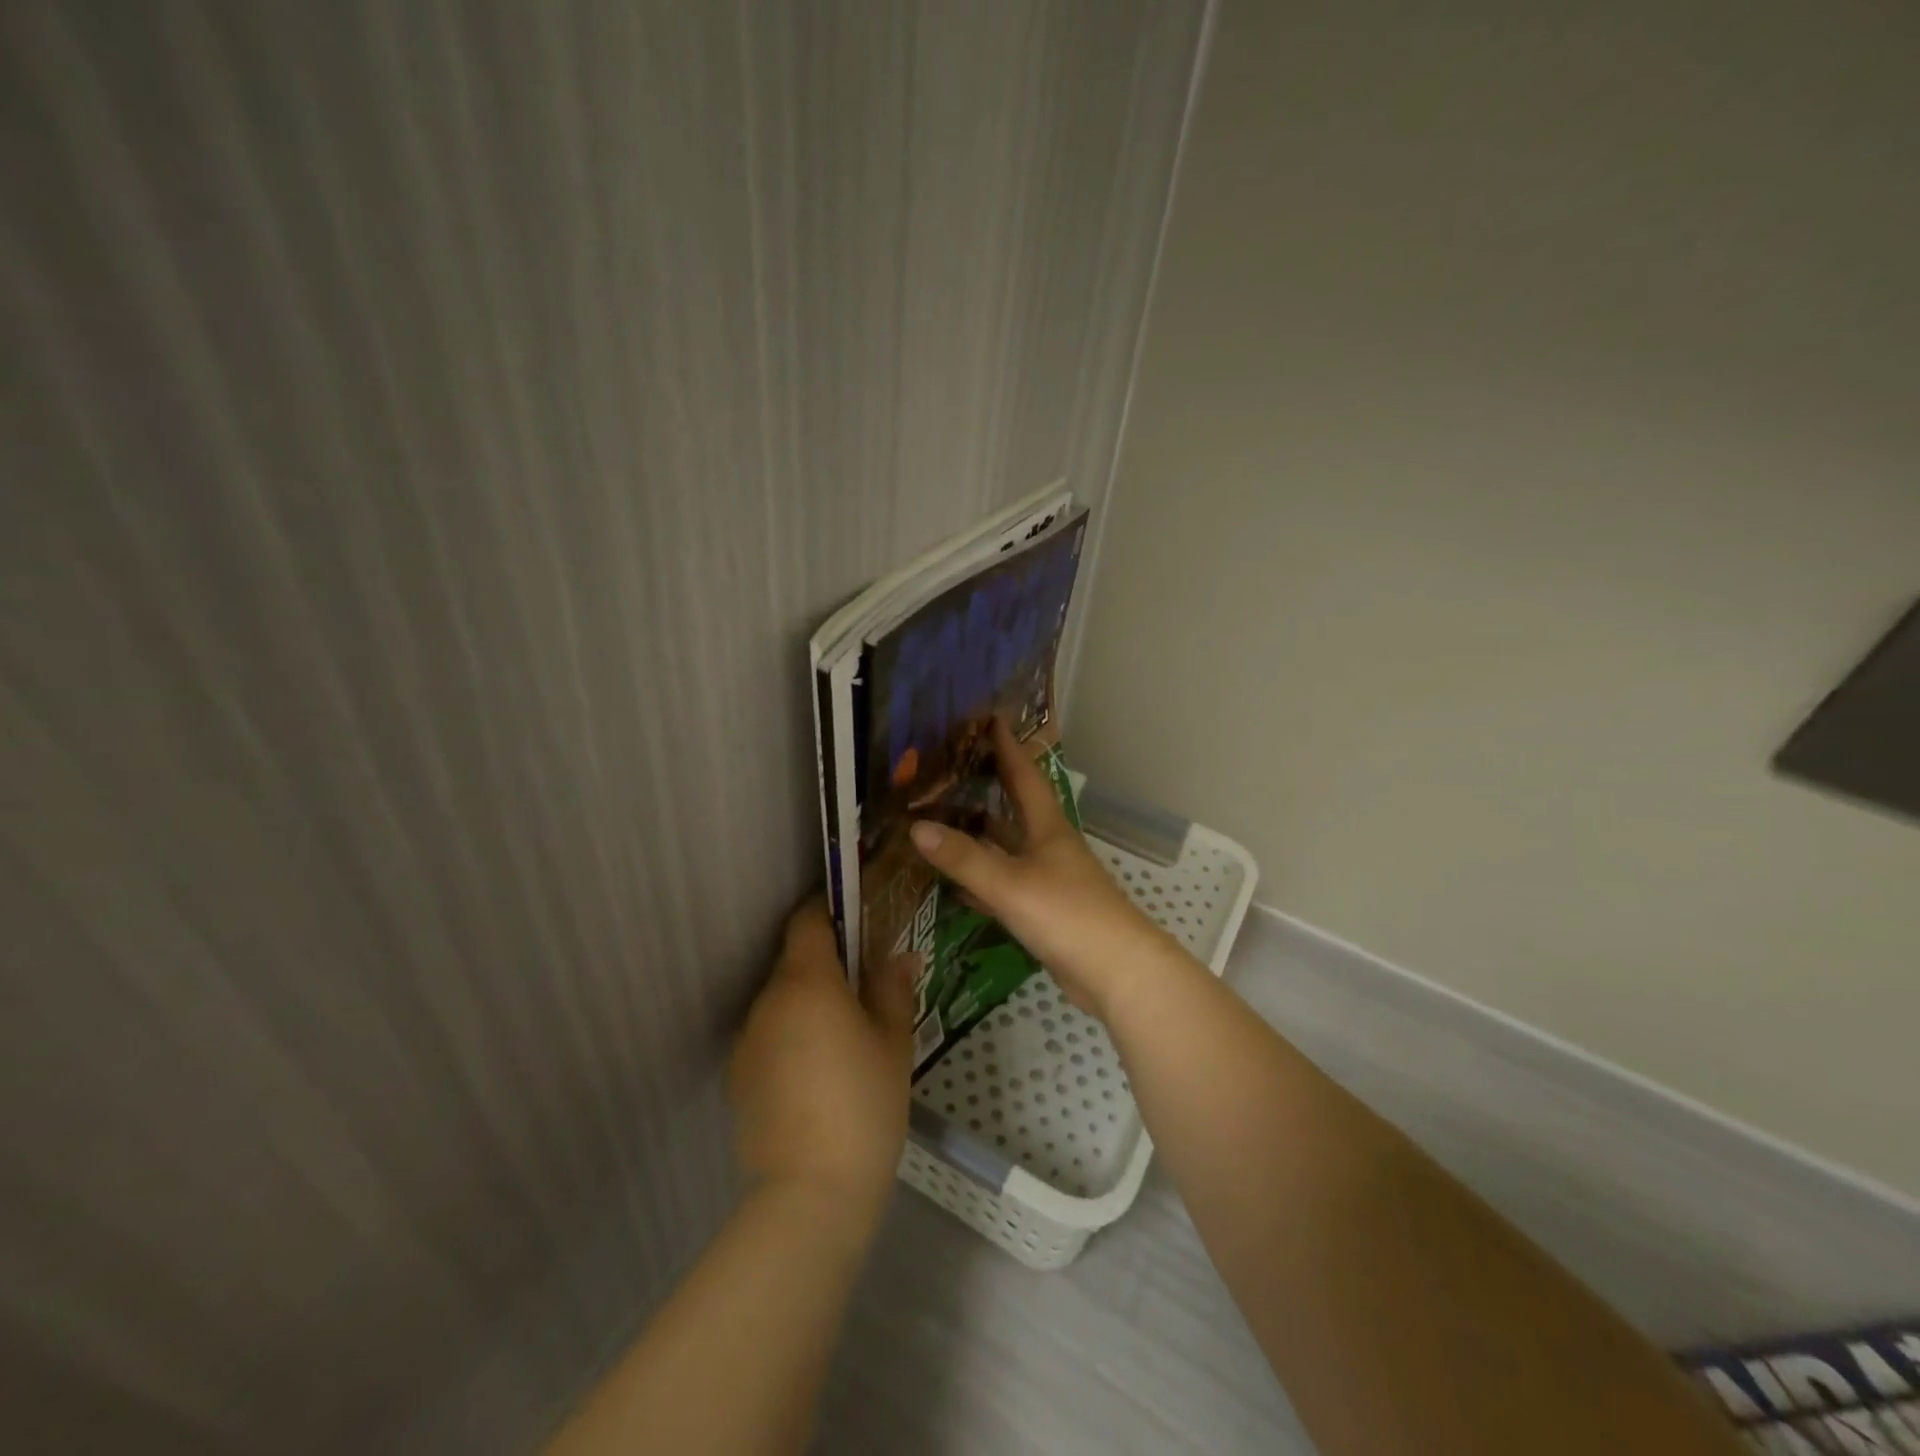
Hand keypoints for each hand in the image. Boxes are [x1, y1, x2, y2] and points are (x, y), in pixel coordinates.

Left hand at [730, 899, 916, 1224]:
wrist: (811, 1193)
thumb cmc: (864, 1105)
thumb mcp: (894, 1042)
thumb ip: (893, 989)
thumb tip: (901, 957)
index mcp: (807, 982)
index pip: (808, 921)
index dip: (831, 911)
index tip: (858, 920)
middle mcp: (768, 1000)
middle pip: (795, 961)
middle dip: (827, 965)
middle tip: (865, 988)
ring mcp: (748, 1039)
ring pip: (782, 1001)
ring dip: (809, 1004)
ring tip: (843, 1039)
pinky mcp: (738, 1075)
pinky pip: (769, 1036)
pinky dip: (791, 1037)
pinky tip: (817, 1075)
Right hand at [907, 717, 1171, 1020]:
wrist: (1116, 972)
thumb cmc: (1068, 915)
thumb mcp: (1010, 884)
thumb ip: (963, 858)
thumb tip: (915, 827)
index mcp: (1047, 827)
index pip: (1025, 775)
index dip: (1008, 747)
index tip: (991, 719)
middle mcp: (1048, 846)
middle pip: (1014, 808)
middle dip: (988, 786)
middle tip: (951, 767)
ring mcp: (1048, 879)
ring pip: (1008, 847)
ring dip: (980, 833)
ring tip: (941, 817)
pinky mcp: (1044, 911)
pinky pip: (1005, 884)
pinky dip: (981, 878)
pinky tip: (956, 882)